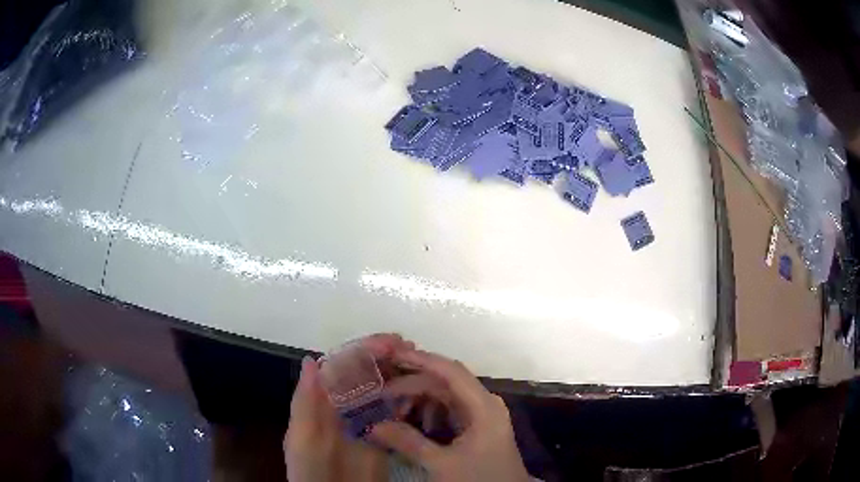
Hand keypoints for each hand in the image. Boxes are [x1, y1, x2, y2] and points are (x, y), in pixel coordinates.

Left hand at [284, 334, 411, 481]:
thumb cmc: (309, 469)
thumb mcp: (301, 437)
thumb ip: (304, 402)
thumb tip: (310, 360)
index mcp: (322, 401)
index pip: (342, 366)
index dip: (363, 350)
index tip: (389, 342)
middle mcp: (344, 405)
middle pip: (365, 373)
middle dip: (385, 357)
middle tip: (410, 348)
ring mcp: (365, 420)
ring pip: (381, 389)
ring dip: (397, 373)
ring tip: (419, 364)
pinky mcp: (383, 436)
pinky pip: (394, 413)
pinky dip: (406, 399)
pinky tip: (419, 391)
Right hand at [370, 350, 529, 481]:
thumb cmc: (478, 479)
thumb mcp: (442, 464)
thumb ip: (408, 442)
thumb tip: (374, 426)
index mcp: (483, 406)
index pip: (450, 371)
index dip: (421, 360)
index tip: (391, 355)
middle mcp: (484, 404)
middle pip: (445, 383)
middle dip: (412, 387)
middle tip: (381, 396)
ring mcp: (481, 416)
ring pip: (445, 398)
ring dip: (418, 401)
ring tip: (393, 413)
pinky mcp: (475, 429)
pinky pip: (448, 412)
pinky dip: (428, 415)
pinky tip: (411, 425)